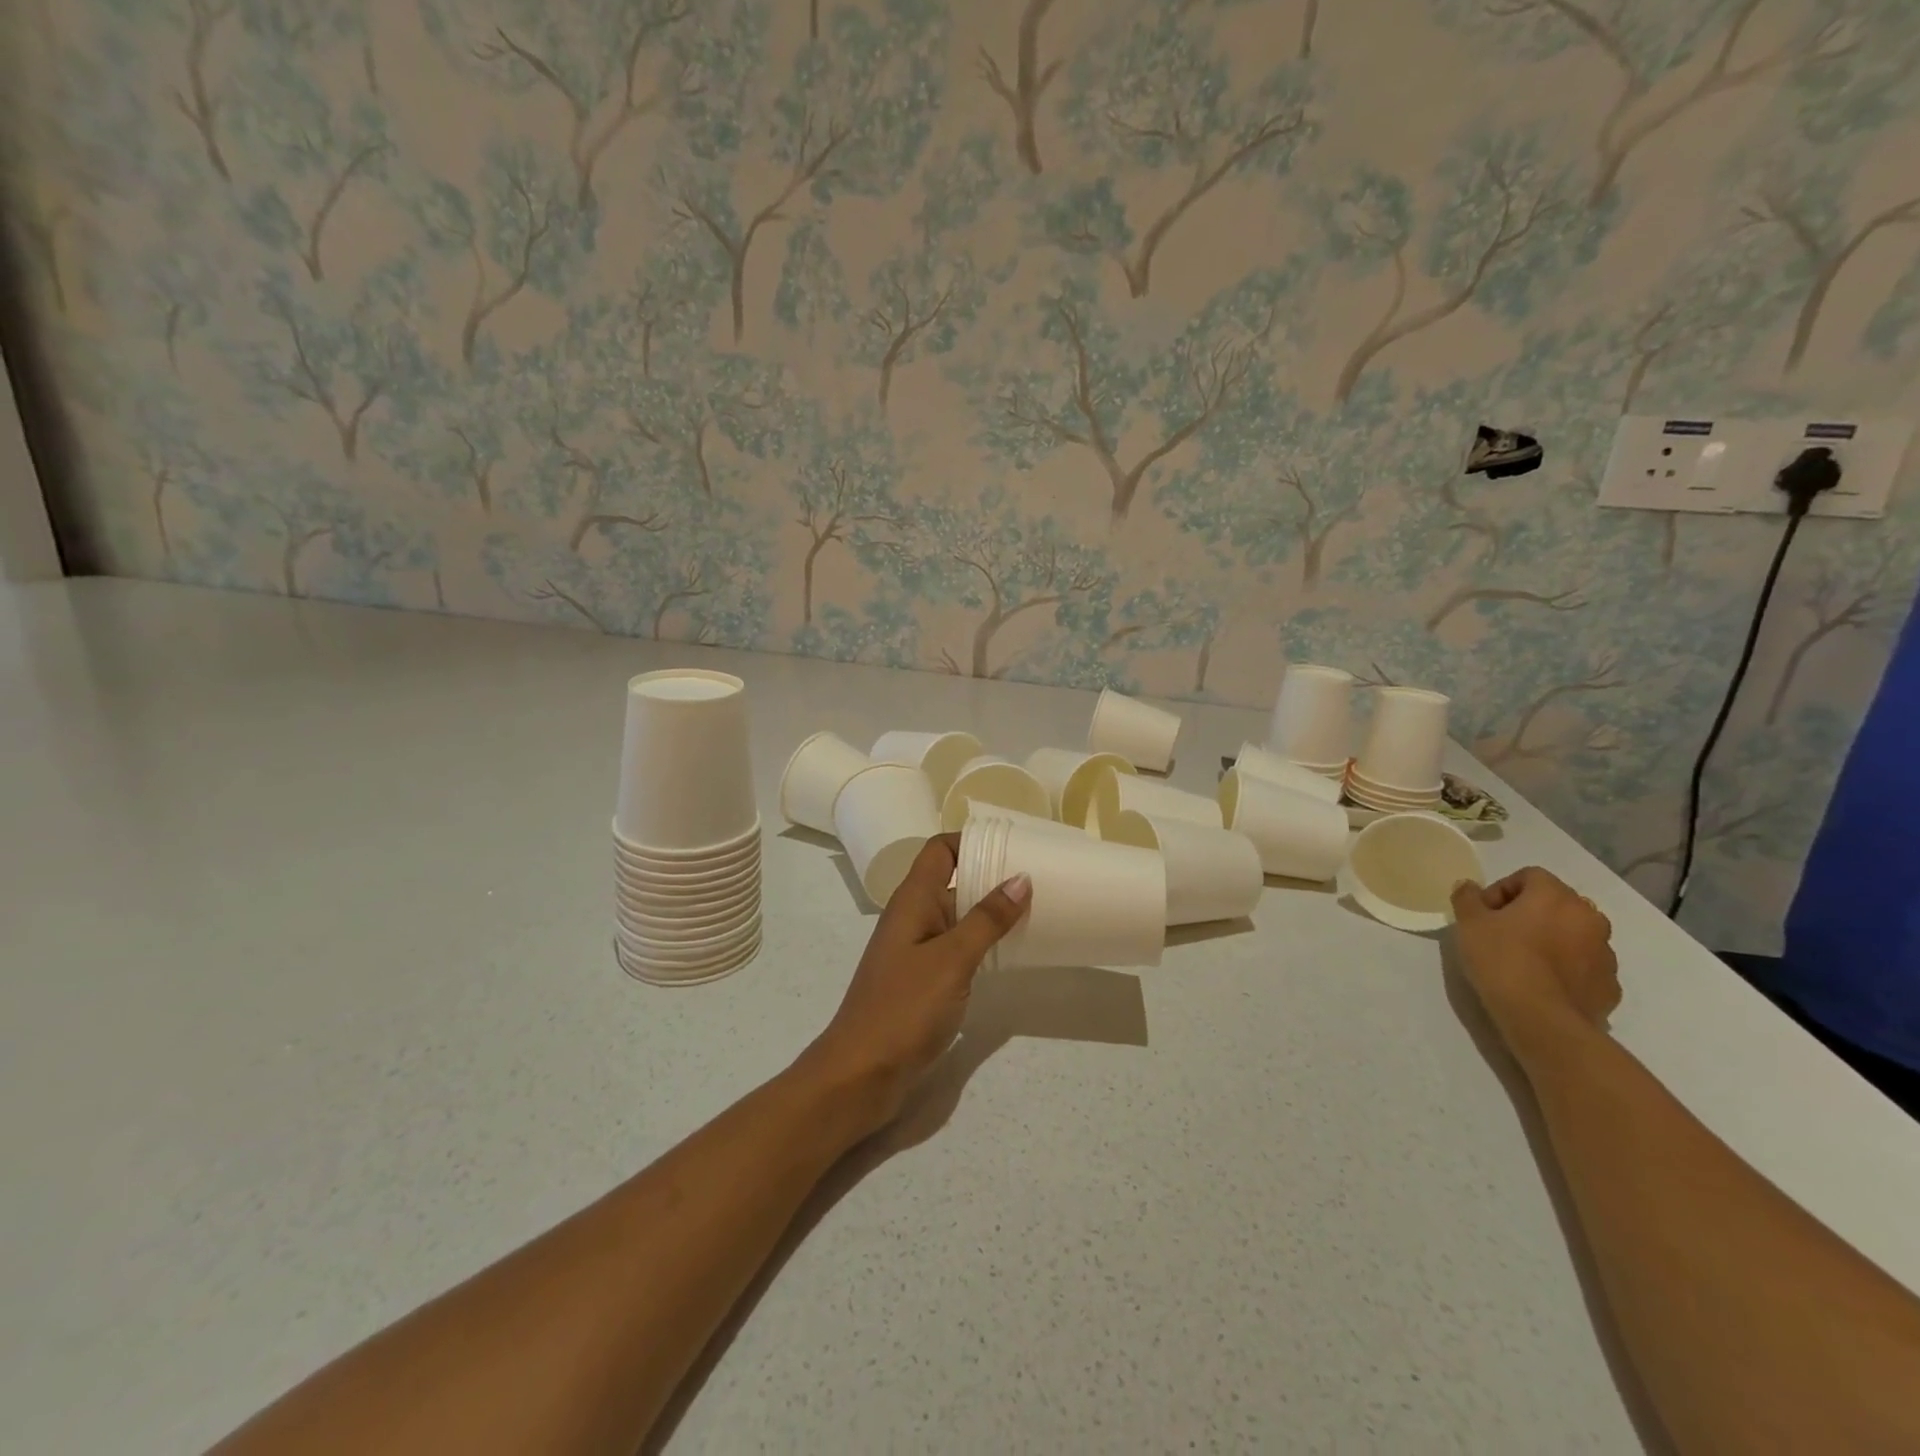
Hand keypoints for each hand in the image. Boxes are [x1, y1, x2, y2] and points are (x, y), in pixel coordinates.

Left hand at [804, 834, 1029, 1132]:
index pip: (940, 851)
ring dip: (990, 914)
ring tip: (1036, 913)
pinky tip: (1009, 955)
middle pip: (952, 882)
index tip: (1013, 847)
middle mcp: (912, 918)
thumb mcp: (952, 959)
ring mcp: (916, 951)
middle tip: (1039, 880)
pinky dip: (981, 945)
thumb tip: (1020, 879)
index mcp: (912, 900)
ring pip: (957, 918)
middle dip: (991, 878)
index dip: (972, 842)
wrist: (861, 1074)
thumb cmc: (904, 1008)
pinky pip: (955, 950)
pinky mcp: (922, 981)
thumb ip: (986, 919)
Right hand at [1450, 867, 1619, 1056]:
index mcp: (1556, 896)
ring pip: (1574, 935)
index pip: (1529, 876)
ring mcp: (1605, 953)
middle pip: (1556, 903)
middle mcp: (1589, 918)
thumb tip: (1469, 887)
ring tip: (1522, 961)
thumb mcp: (1469, 923)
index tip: (1484, 913)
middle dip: (1529, 913)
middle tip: (1501, 933)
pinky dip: (1566, 968)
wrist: (1542, 1019)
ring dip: (1551, 940)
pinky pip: (1584, 966)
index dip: (1501, 890)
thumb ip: (1467, 898)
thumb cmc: (1502, 959)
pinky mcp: (1609, 985)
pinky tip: (1541, 984)